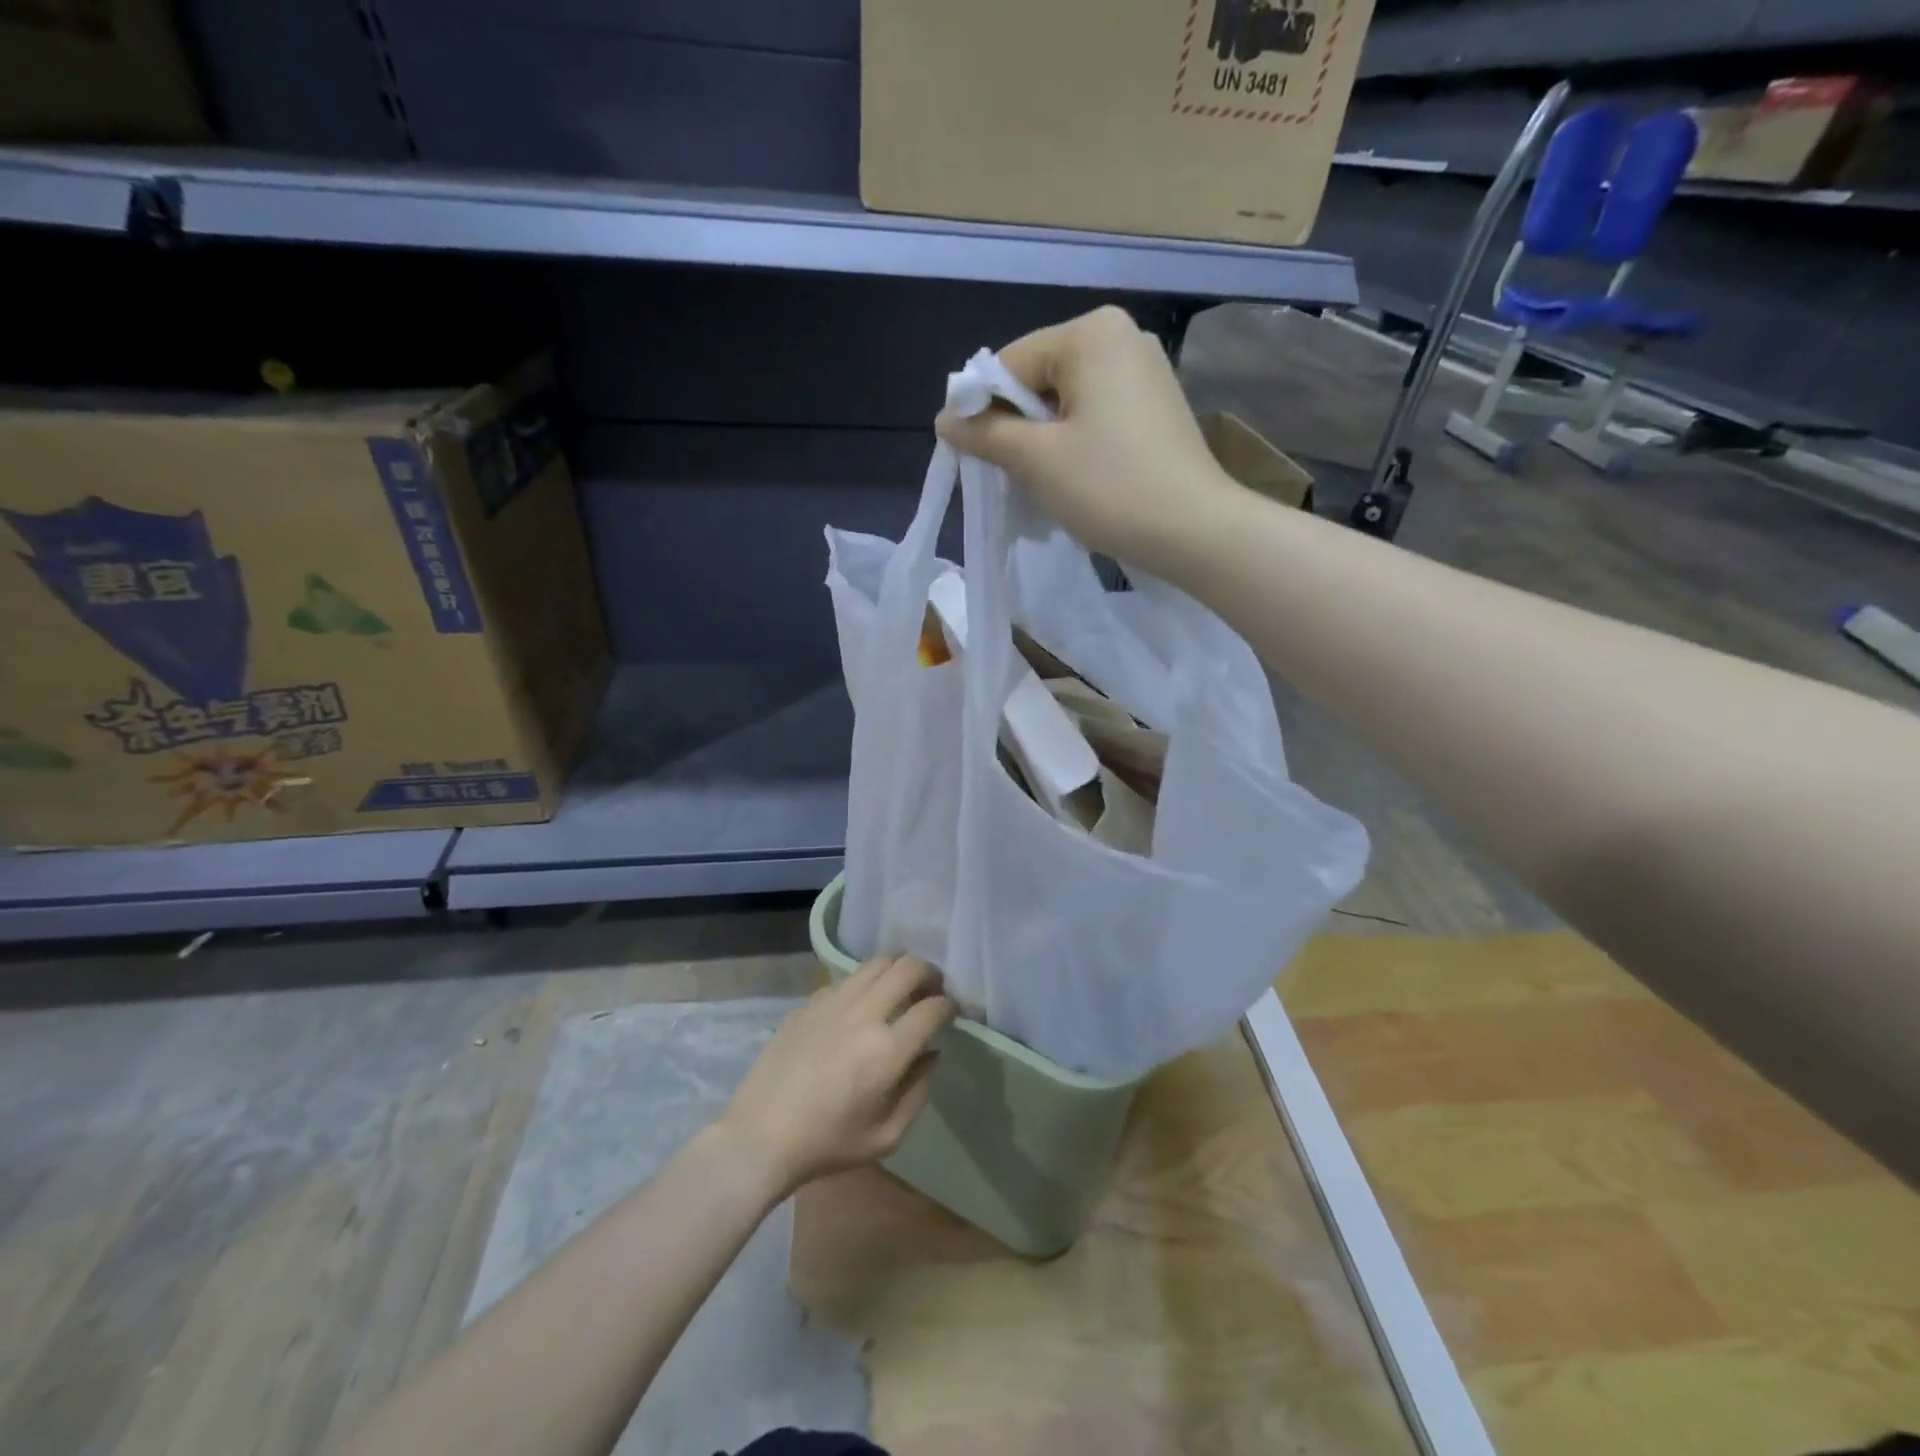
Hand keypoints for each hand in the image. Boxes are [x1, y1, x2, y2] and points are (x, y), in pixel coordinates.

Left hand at [719, 954, 955, 1198]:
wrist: (761, 1136)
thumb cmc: (827, 1144)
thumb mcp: (886, 1136)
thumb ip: (918, 1092)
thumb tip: (932, 1053)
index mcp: (887, 1051)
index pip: (933, 1008)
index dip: (949, 1006)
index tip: (950, 1013)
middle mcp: (864, 1014)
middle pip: (909, 967)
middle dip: (930, 973)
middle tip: (932, 989)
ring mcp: (833, 1002)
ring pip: (878, 962)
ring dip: (898, 969)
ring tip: (901, 987)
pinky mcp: (810, 1002)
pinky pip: (848, 978)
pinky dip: (865, 982)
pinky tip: (861, 1005)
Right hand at [935, 305, 1240, 573]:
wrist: (1194, 530)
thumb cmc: (1110, 487)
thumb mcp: (1036, 460)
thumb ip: (985, 433)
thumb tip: (944, 419)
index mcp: (1090, 333)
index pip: (1010, 363)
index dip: (984, 410)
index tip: (975, 457)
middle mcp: (1121, 336)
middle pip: (1039, 379)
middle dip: (1019, 427)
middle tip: (1015, 476)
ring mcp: (1145, 369)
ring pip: (1067, 401)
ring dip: (1046, 440)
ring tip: (1049, 483)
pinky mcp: (1157, 404)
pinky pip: (1096, 414)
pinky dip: (1077, 442)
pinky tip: (1081, 478)